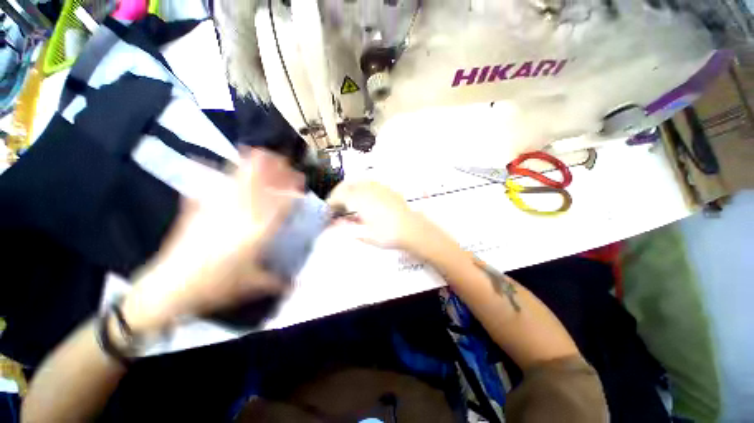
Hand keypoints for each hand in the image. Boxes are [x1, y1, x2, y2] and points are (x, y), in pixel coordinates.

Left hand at [122, 149, 304, 332]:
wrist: (167, 288)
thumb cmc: (215, 287)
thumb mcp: (251, 284)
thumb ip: (276, 280)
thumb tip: (296, 283)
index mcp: (256, 233)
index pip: (280, 205)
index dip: (292, 193)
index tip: (301, 186)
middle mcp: (239, 216)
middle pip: (258, 185)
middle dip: (272, 170)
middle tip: (283, 160)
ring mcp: (216, 209)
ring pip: (236, 181)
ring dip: (249, 165)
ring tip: (257, 151)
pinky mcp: (197, 210)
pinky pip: (211, 188)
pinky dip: (218, 174)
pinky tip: (218, 165)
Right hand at [327, 181, 442, 253]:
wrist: (413, 229)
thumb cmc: (388, 235)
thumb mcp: (365, 235)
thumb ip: (347, 228)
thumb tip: (333, 224)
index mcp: (360, 200)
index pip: (339, 195)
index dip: (331, 202)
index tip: (328, 210)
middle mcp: (368, 189)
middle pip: (347, 185)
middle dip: (338, 193)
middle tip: (335, 204)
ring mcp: (379, 187)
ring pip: (358, 182)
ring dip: (349, 189)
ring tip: (348, 201)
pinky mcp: (388, 189)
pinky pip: (369, 183)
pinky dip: (361, 188)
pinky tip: (364, 198)